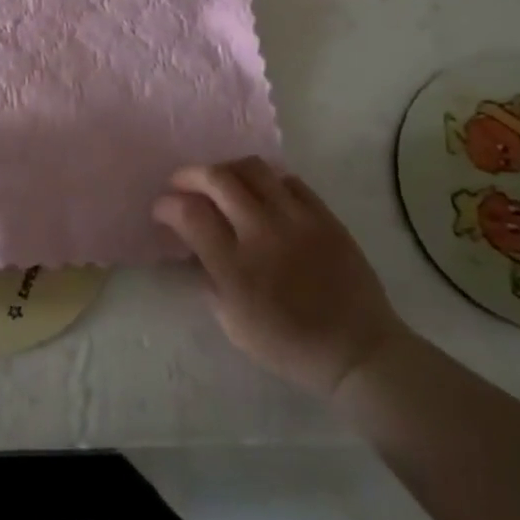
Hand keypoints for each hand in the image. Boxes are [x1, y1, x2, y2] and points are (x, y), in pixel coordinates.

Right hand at [153, 158, 406, 398]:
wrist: (357, 350)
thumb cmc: (287, 345)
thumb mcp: (231, 322)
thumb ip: (207, 277)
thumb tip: (192, 246)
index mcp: (234, 266)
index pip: (188, 213)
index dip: (166, 205)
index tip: (161, 210)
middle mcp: (262, 233)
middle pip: (217, 178)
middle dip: (189, 175)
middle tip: (181, 184)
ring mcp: (297, 220)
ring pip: (253, 168)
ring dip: (226, 170)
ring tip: (220, 183)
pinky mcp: (325, 216)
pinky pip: (289, 180)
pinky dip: (267, 181)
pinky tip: (262, 195)